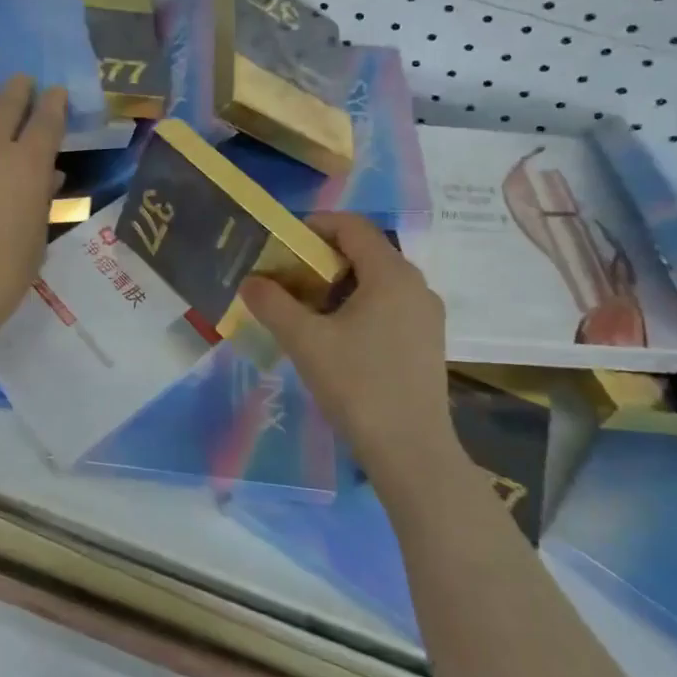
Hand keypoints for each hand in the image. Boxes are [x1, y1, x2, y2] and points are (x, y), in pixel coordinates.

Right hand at [242, 213, 456, 483]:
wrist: (411, 451)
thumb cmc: (358, 385)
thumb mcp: (305, 341)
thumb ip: (272, 303)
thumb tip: (250, 281)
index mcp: (392, 274)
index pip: (352, 226)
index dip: (314, 225)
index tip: (282, 244)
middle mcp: (416, 285)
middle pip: (365, 251)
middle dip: (321, 257)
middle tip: (286, 277)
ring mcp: (426, 315)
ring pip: (376, 280)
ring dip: (337, 283)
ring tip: (303, 308)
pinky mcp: (426, 341)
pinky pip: (388, 304)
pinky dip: (357, 304)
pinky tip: (334, 336)